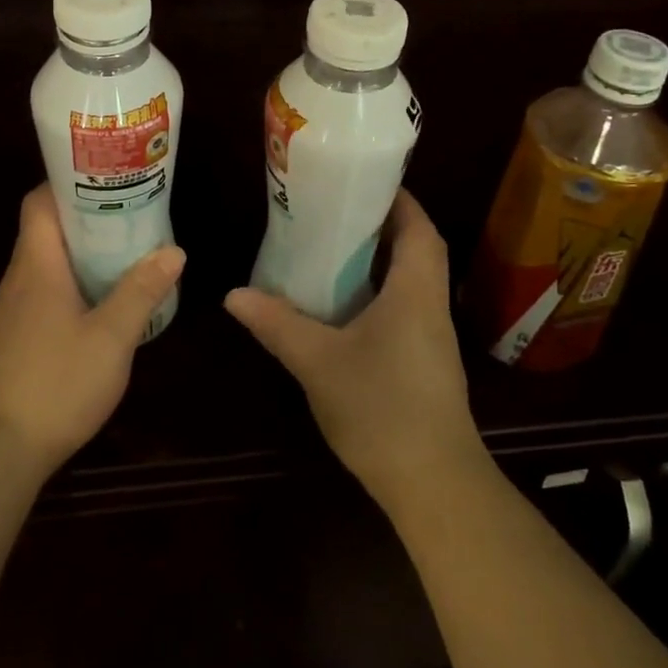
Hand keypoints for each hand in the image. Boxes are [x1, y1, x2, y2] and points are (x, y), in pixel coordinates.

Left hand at [0, 186, 184, 478]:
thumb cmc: (57, 384)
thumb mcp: (112, 338)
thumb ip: (141, 291)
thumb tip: (173, 250)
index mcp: (37, 266)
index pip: (40, 202)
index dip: (68, 184)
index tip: (107, 181)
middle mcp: (16, 281)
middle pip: (45, 232)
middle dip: (86, 220)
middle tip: (131, 218)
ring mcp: (7, 313)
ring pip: (43, 266)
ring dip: (78, 256)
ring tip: (121, 258)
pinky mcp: (7, 341)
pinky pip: (38, 296)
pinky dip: (67, 288)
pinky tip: (95, 310)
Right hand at [225, 190, 482, 511]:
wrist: (434, 485)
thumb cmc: (381, 408)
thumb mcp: (318, 361)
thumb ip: (277, 323)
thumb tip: (233, 294)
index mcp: (415, 291)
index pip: (419, 228)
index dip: (397, 199)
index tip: (362, 182)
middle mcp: (430, 306)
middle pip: (416, 249)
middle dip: (381, 226)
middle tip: (333, 213)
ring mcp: (432, 338)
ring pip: (410, 281)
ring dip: (379, 261)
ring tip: (331, 249)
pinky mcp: (425, 363)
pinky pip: (403, 309)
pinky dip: (377, 294)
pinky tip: (342, 307)